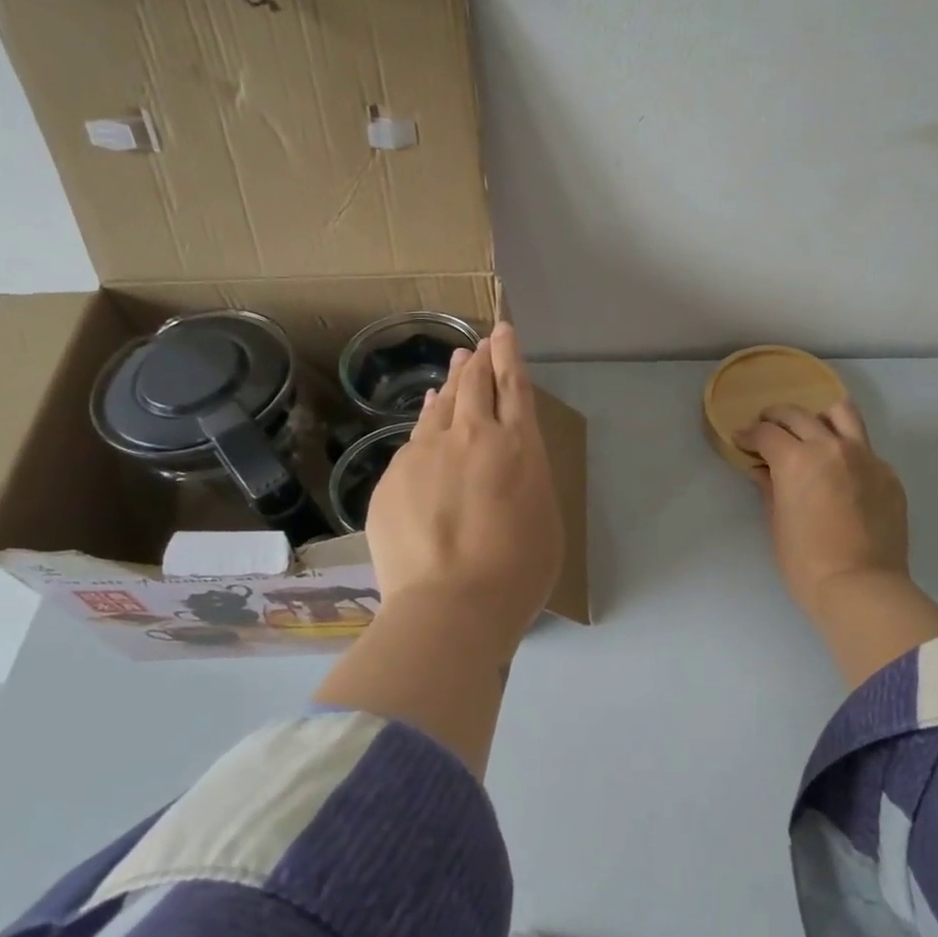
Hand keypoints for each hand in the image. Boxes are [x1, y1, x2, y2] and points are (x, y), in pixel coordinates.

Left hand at [365, 321, 564, 635]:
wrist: (451, 605)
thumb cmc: (517, 572)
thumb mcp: (543, 517)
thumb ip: (526, 478)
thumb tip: (507, 461)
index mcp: (519, 446)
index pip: (514, 386)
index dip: (509, 354)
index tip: (503, 331)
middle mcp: (473, 436)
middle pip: (476, 384)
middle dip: (481, 359)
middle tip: (481, 343)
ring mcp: (428, 452)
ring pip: (443, 404)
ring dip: (453, 381)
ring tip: (458, 364)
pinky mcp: (395, 474)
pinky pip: (415, 435)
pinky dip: (426, 418)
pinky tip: (428, 413)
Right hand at [736, 402, 910, 618]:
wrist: (862, 588)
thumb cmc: (806, 563)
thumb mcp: (777, 524)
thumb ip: (770, 489)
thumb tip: (763, 471)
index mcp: (797, 459)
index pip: (767, 433)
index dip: (749, 434)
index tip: (741, 440)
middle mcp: (832, 448)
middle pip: (799, 415)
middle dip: (776, 417)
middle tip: (767, 428)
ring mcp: (866, 458)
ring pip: (842, 414)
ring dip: (820, 418)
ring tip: (812, 433)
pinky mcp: (888, 475)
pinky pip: (865, 449)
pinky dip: (847, 451)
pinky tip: (841, 474)